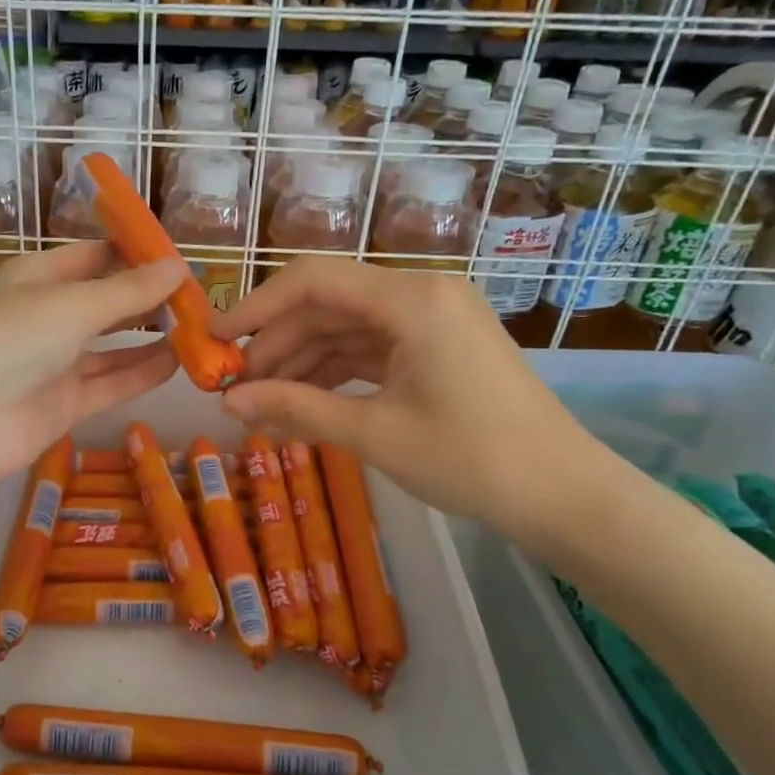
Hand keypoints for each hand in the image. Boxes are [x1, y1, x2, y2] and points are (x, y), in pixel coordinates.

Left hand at [0, 242, 184, 495]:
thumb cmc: (10, 339)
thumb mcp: (73, 304)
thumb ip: (130, 290)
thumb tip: (179, 266)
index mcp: (39, 277)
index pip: (94, 256)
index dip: (136, 254)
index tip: (181, 258)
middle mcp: (47, 316)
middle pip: (107, 301)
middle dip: (149, 299)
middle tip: (199, 298)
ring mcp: (55, 363)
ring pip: (113, 346)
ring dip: (151, 338)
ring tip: (200, 330)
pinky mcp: (65, 403)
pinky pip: (111, 382)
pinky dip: (142, 372)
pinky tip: (179, 363)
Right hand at [212, 258, 600, 536]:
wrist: (562, 494)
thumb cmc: (469, 459)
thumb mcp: (373, 432)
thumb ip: (295, 409)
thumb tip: (227, 403)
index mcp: (411, 299)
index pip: (312, 281)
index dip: (255, 306)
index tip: (213, 339)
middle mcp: (421, 293)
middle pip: (326, 305)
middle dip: (275, 344)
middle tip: (231, 385)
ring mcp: (432, 319)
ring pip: (345, 328)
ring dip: (301, 362)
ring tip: (257, 401)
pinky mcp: (437, 346)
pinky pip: (371, 348)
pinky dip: (334, 373)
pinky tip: (299, 402)